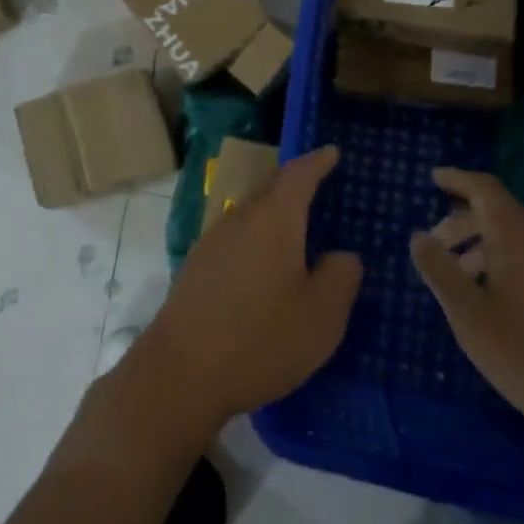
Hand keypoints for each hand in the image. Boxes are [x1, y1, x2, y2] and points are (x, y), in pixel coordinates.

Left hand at [119, 146, 361, 442]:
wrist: (181, 372)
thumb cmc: (260, 339)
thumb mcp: (320, 317)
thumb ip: (339, 278)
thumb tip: (342, 256)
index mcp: (274, 219)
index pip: (298, 175)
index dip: (317, 161)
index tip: (332, 151)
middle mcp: (240, 218)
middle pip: (271, 187)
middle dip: (295, 180)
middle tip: (319, 180)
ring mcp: (213, 240)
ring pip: (251, 210)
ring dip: (275, 208)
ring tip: (298, 222)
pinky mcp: (198, 265)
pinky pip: (237, 234)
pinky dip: (258, 233)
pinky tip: (266, 260)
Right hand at [409, 168, 523, 451]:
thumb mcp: (471, 316)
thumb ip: (440, 271)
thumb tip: (420, 236)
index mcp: (518, 236)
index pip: (484, 189)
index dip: (457, 179)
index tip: (434, 178)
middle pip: (501, 215)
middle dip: (464, 224)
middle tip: (437, 250)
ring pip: (521, 242)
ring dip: (486, 250)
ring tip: (465, 284)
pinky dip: (511, 268)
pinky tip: (503, 306)